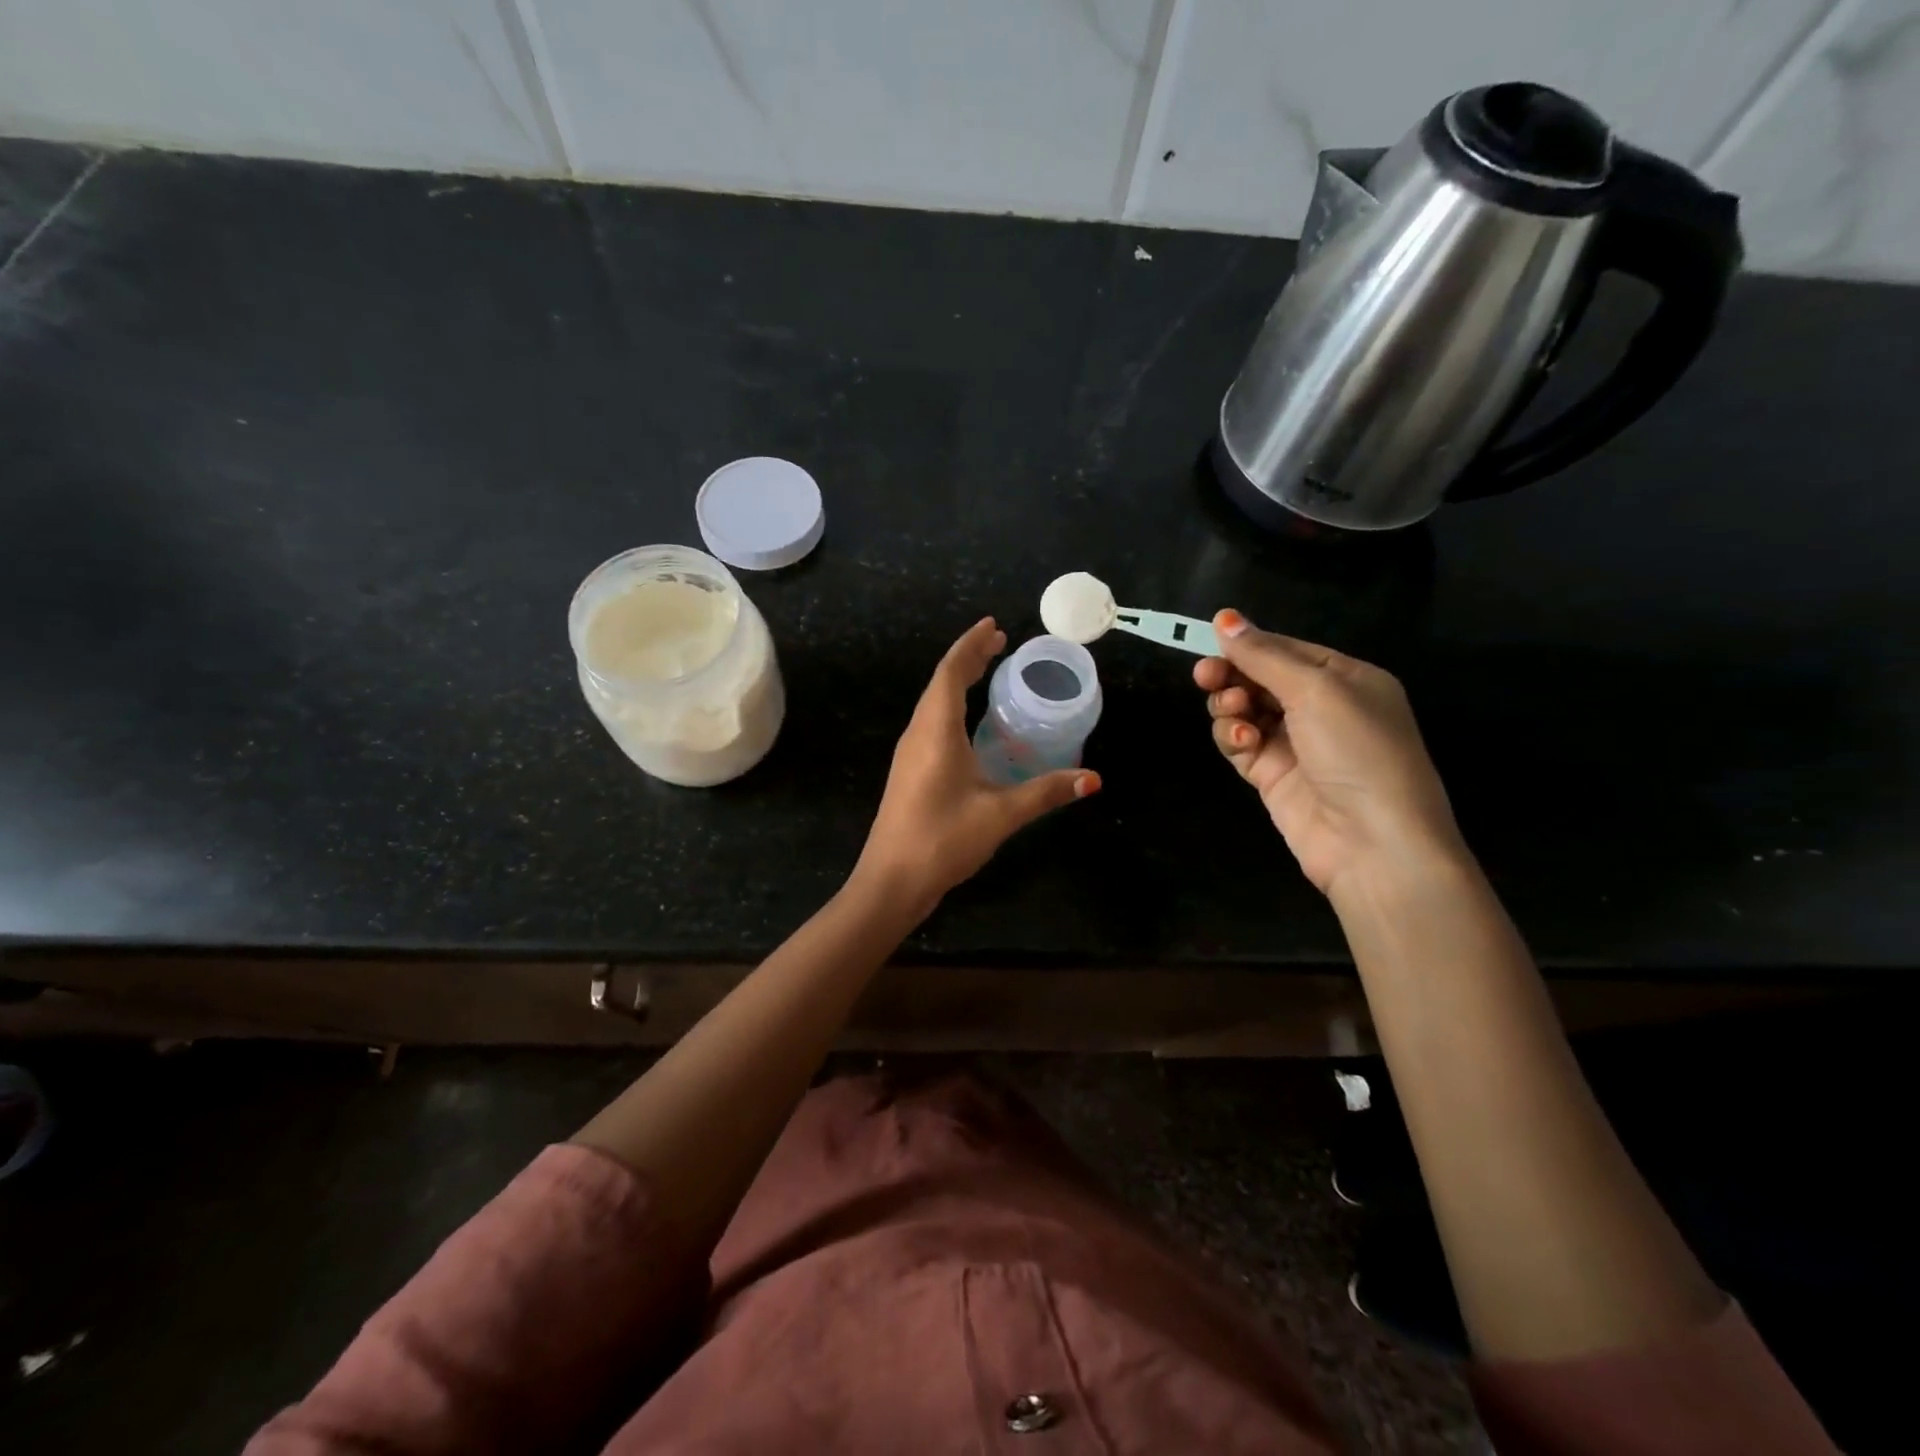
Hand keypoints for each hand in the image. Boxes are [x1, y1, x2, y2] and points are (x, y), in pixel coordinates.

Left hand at [855, 618, 1099, 911]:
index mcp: (935, 730)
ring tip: (986, 670)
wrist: (890, 881)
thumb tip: (1092, 779)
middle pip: (941, 682)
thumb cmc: (942, 840)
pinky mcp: (910, 771)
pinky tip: (969, 722)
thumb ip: (1045, 793)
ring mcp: (910, 753)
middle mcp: (918, 733)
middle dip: (969, 658)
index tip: (994, 626)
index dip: (972, 645)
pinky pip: (932, 723)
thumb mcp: (999, 815)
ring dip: (958, 681)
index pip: (951, 672)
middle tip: (999, 642)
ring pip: (934, 703)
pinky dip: (952, 706)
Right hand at [1194, 610, 1464, 896]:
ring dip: (1230, 705)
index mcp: (1344, 679)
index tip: (1209, 640)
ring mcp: (1294, 743)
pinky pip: (1239, 743)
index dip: (1248, 644)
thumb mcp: (1316, 690)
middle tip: (1205, 676)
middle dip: (1231, 675)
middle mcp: (1320, 708)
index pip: (1285, 650)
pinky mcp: (1271, 775)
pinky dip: (1233, 736)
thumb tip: (1224, 618)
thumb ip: (1265, 655)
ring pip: (1243, 709)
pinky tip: (1241, 740)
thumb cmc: (1357, 751)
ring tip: (1234, 713)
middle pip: (1259, 678)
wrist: (1372, 842)